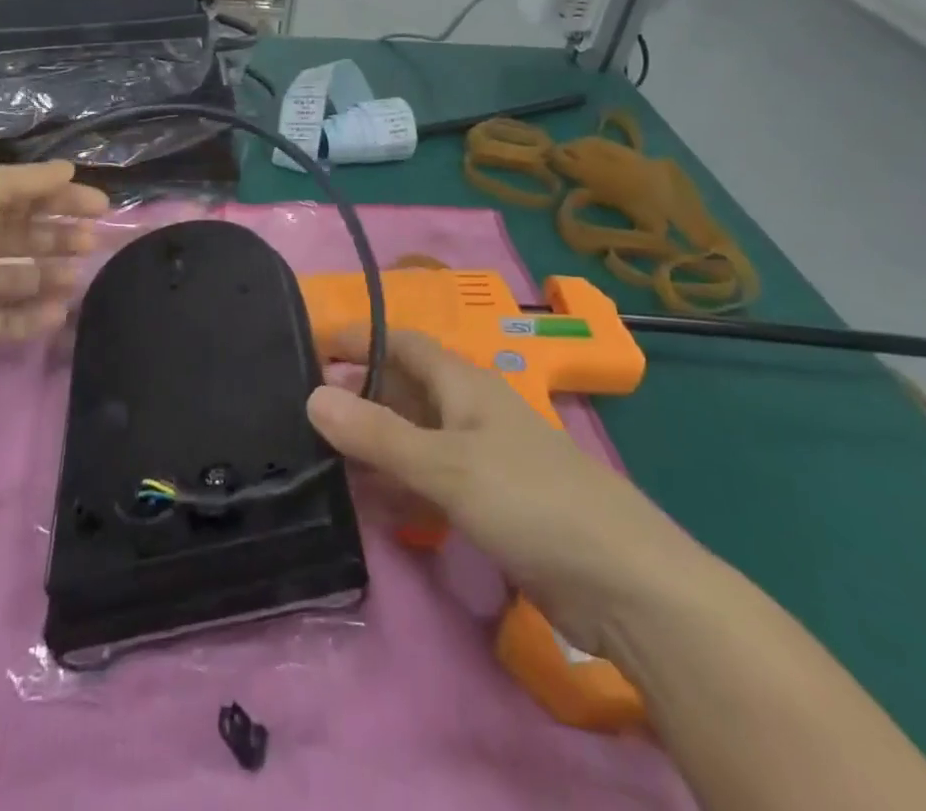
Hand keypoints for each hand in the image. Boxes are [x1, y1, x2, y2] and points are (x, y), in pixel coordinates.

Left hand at [0, 160, 107, 352]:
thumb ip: (32, 180)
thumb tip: (69, 169)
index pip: (27, 196)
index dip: (64, 198)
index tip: (101, 206)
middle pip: (27, 237)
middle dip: (61, 237)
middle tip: (91, 242)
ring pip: (20, 278)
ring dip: (51, 275)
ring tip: (77, 277)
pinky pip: (6, 318)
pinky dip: (32, 317)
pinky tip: (60, 312)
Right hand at [307, 329, 717, 659]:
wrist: (624, 585)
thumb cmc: (531, 501)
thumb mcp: (447, 465)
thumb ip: (378, 434)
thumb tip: (311, 395)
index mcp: (464, 384)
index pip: (402, 345)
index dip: (360, 340)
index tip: (310, 347)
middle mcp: (469, 413)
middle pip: (404, 392)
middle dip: (358, 397)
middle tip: (301, 413)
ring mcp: (480, 461)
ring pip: (413, 441)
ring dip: (373, 447)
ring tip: (318, 459)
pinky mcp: (488, 506)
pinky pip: (429, 484)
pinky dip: (398, 488)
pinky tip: (367, 506)